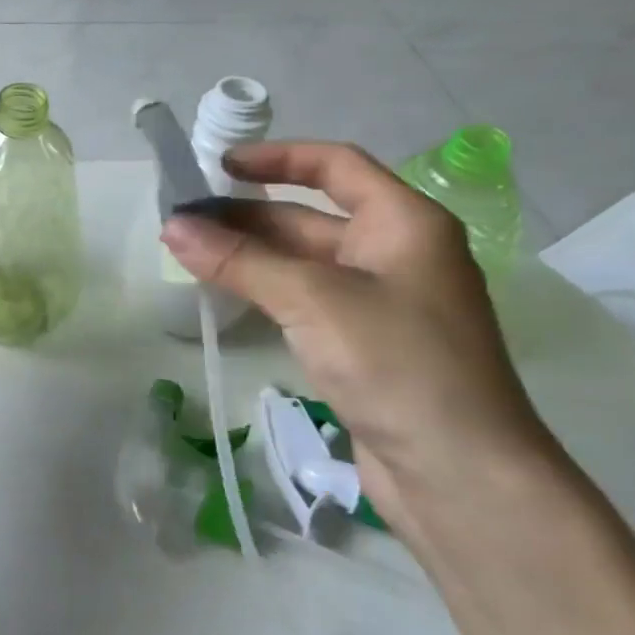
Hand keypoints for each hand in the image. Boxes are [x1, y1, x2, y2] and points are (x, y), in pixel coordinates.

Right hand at [161, 142, 557, 538]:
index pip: (336, 166)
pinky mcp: (366, 344)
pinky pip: (307, 299)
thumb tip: (172, 227)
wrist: (462, 476)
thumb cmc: (397, 364)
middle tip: (183, 219)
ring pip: (304, 261)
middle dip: (247, 214)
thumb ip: (239, 260)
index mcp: (405, 223)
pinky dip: (266, 289)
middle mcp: (397, 254)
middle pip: (311, 216)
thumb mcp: (312, 299)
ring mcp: (382, 302)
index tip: (218, 165)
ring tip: (190, 252)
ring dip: (250, 254)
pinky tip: (226, 293)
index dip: (276, 158)